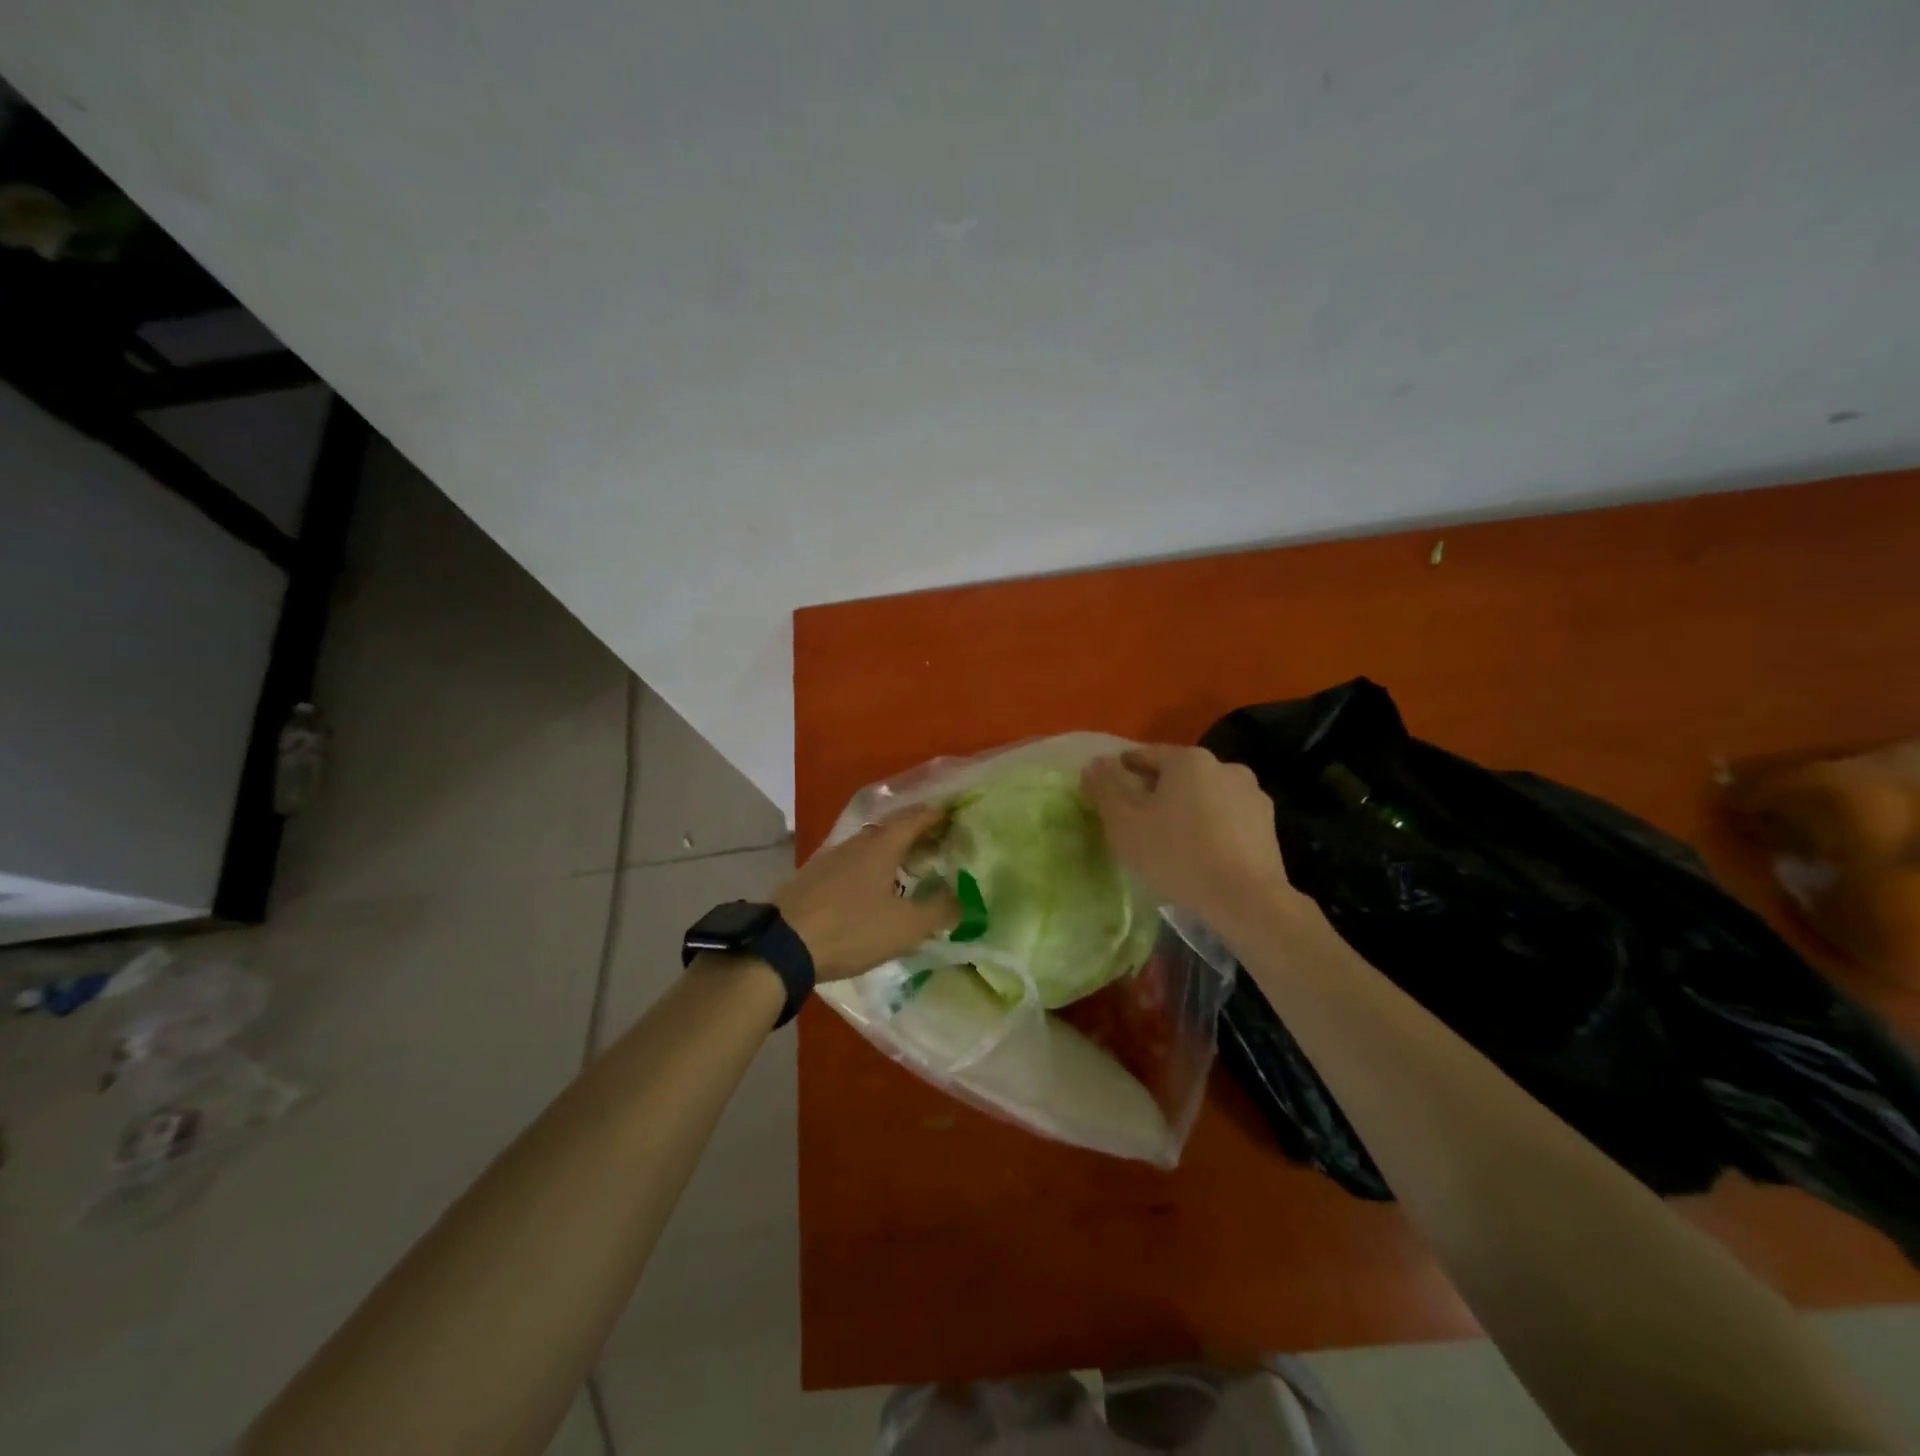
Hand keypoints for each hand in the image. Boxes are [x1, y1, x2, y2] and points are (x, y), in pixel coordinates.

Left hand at [773, 804, 958, 981]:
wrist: (781, 945)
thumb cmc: (850, 928)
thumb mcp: (905, 927)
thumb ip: (938, 912)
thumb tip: (960, 901)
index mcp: (881, 846)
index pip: (913, 819)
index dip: (934, 816)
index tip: (951, 817)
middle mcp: (855, 844)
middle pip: (889, 830)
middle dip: (914, 835)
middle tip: (935, 847)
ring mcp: (828, 859)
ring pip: (867, 848)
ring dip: (890, 854)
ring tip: (907, 871)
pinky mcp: (810, 879)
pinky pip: (849, 865)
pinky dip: (868, 870)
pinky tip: (870, 892)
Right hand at [1081, 745, 1296, 928]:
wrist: (1246, 900)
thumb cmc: (1177, 855)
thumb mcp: (1124, 822)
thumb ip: (1105, 787)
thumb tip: (1095, 763)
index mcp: (1188, 759)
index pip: (1144, 755)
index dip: (1121, 772)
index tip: (1109, 795)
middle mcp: (1225, 766)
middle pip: (1177, 775)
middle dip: (1156, 792)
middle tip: (1137, 821)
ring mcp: (1252, 795)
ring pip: (1205, 796)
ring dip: (1187, 810)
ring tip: (1171, 841)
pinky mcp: (1268, 826)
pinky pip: (1227, 819)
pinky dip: (1211, 829)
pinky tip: (1201, 854)